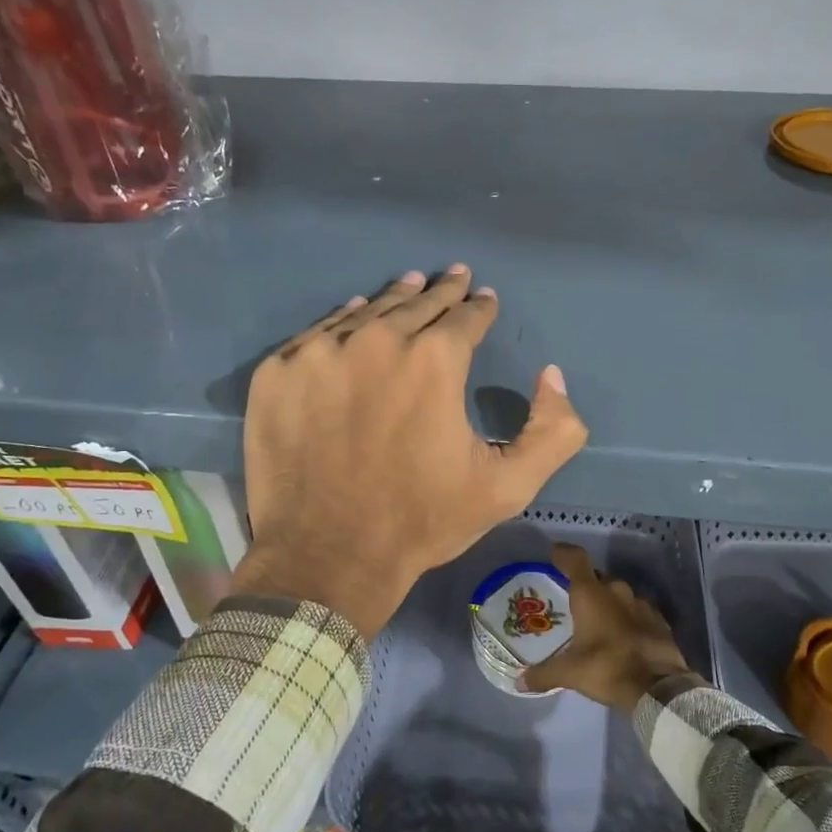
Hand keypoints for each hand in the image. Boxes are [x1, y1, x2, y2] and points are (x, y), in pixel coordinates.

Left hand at [233, 266, 588, 635]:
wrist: (327, 555)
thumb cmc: (421, 520)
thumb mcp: (508, 486)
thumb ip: (553, 431)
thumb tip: (552, 376)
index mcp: (435, 360)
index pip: (465, 316)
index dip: (480, 307)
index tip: (484, 298)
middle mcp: (378, 340)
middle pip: (417, 304)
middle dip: (441, 291)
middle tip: (453, 276)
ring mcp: (320, 352)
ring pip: (367, 313)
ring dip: (394, 298)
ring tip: (409, 283)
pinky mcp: (278, 372)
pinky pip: (318, 334)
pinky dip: (342, 323)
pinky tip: (354, 317)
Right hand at [520, 544, 693, 710]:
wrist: (659, 689)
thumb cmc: (608, 668)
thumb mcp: (570, 673)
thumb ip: (544, 674)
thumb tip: (520, 682)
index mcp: (591, 594)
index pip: (575, 559)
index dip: (563, 553)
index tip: (554, 553)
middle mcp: (616, 591)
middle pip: (597, 578)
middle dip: (586, 586)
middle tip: (573, 602)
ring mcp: (641, 604)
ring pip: (619, 595)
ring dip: (608, 604)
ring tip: (598, 622)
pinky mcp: (660, 621)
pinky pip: (637, 612)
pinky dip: (628, 619)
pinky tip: (623, 636)